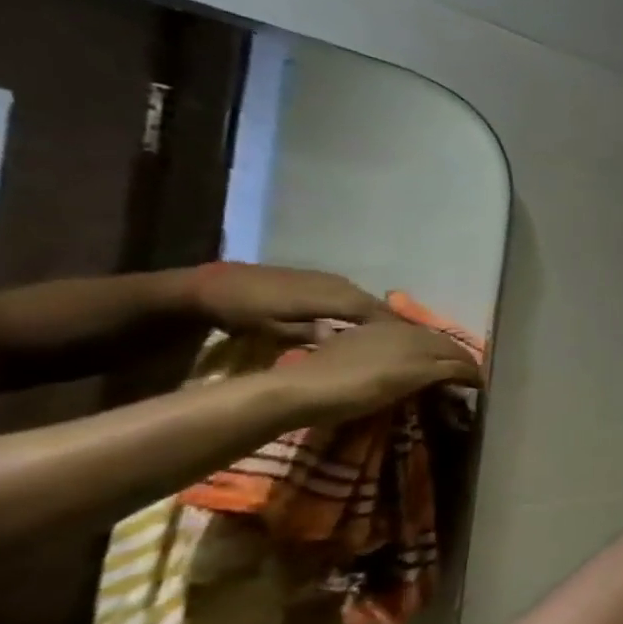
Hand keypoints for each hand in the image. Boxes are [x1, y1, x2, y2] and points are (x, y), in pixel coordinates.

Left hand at [189, 263, 392, 341]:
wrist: (211, 285)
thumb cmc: (242, 312)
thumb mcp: (273, 330)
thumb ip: (312, 334)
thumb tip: (343, 339)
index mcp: (331, 297)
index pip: (375, 313)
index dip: (395, 328)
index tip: (411, 345)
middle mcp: (338, 285)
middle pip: (375, 305)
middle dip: (392, 323)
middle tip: (406, 343)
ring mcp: (329, 279)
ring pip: (365, 299)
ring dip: (378, 315)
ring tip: (388, 335)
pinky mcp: (320, 279)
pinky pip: (352, 295)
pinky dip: (362, 309)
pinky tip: (361, 322)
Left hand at [273, 321, 482, 424]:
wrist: (300, 390)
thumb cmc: (359, 389)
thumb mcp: (409, 381)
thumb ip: (445, 372)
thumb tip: (473, 373)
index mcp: (417, 336)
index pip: (456, 351)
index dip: (471, 368)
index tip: (481, 385)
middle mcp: (402, 328)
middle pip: (440, 343)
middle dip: (456, 359)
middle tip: (466, 379)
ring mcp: (377, 332)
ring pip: (419, 341)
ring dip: (435, 356)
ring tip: (440, 373)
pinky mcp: (357, 340)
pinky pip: (397, 342)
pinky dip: (411, 355)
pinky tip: (405, 364)